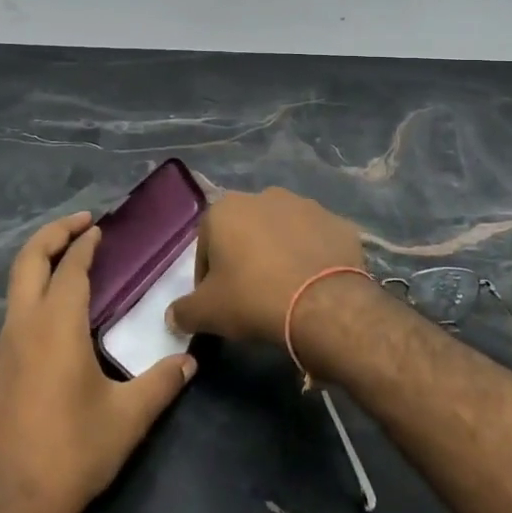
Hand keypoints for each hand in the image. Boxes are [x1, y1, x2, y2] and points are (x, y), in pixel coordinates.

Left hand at [0, 213, 195, 512]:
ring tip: (73, 262)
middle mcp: (22, 326)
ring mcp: (2, 348)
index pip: (71, 267)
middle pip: (28, 260)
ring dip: (41, 262)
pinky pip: (15, 313)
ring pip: (16, 286)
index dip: (85, 243)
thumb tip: (189, 361)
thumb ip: (161, 383)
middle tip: (82, 222)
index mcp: (55, 326)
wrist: (5, 508)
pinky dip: (35, 293)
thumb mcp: (127, 419)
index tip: (101, 227)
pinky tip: (59, 316)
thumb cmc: (70, 454)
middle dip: (53, 233)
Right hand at [168, 188, 369, 344]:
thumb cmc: (253, 299)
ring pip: (282, 232)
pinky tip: (314, 285)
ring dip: (279, 254)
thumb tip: (173, 316)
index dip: (208, 277)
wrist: (324, 304)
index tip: (218, 303)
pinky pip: (317, 240)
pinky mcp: (338, 222)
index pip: (206, 246)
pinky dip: (312, 257)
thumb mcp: (207, 313)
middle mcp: (264, 196)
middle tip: (251, 296)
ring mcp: (306, 205)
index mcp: (225, 209)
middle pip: (245, 233)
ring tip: (286, 290)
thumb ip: (184, 311)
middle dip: (245, 259)